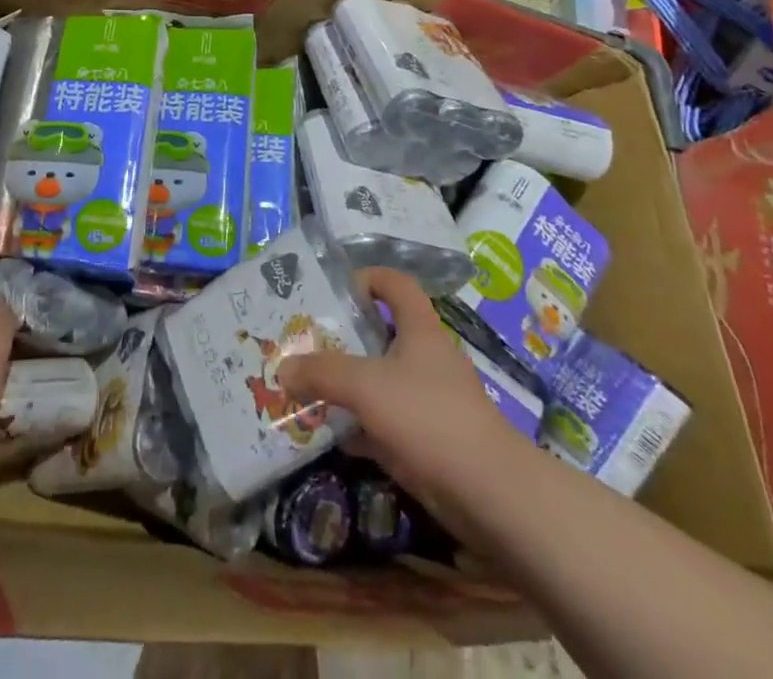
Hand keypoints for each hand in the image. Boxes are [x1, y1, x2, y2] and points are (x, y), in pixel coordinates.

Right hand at [279, 267, 536, 541]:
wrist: (489, 494)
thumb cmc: (428, 417)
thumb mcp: (366, 386)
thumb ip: (322, 373)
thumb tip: (283, 367)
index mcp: (419, 329)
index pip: (395, 283)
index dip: (366, 278)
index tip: (331, 292)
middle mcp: (424, 358)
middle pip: (379, 333)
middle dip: (341, 337)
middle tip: (303, 342)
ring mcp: (426, 401)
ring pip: (378, 381)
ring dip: (345, 384)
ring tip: (304, 385)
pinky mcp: (424, 441)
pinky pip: (381, 423)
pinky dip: (356, 426)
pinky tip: (326, 434)